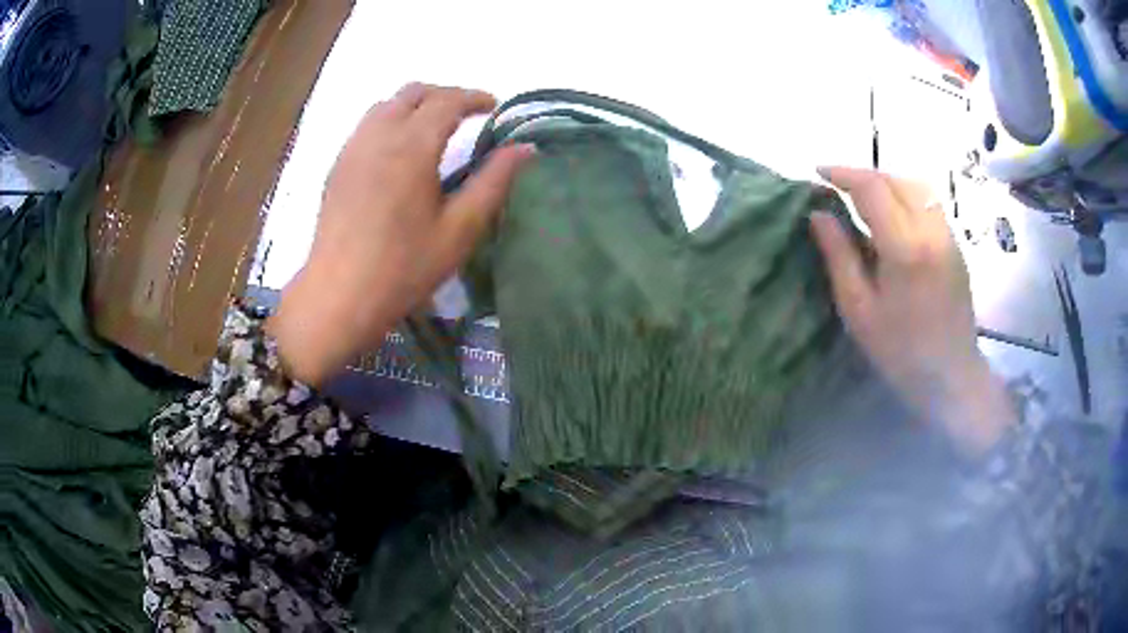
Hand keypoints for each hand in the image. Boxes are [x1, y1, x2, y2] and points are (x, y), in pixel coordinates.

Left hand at [267, 83, 534, 386]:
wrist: (339, 296)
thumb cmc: (403, 267)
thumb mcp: (459, 229)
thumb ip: (493, 182)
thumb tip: (524, 148)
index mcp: (411, 147)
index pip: (447, 101)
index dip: (474, 98)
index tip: (494, 107)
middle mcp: (378, 136)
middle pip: (413, 92)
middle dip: (445, 95)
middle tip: (467, 115)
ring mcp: (352, 149)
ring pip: (386, 104)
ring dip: (415, 104)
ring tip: (434, 127)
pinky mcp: (337, 166)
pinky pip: (367, 125)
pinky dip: (390, 120)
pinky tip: (399, 150)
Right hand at [811, 166, 1015, 454]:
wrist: (951, 376)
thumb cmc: (900, 351)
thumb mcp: (859, 310)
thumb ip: (839, 255)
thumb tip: (818, 214)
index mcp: (905, 248)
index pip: (872, 188)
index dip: (842, 174)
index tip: (818, 173)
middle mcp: (931, 230)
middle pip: (895, 179)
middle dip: (863, 175)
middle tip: (838, 186)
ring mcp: (947, 235)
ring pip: (915, 186)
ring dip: (886, 182)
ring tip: (863, 197)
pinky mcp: (955, 244)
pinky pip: (927, 203)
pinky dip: (904, 196)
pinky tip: (892, 215)